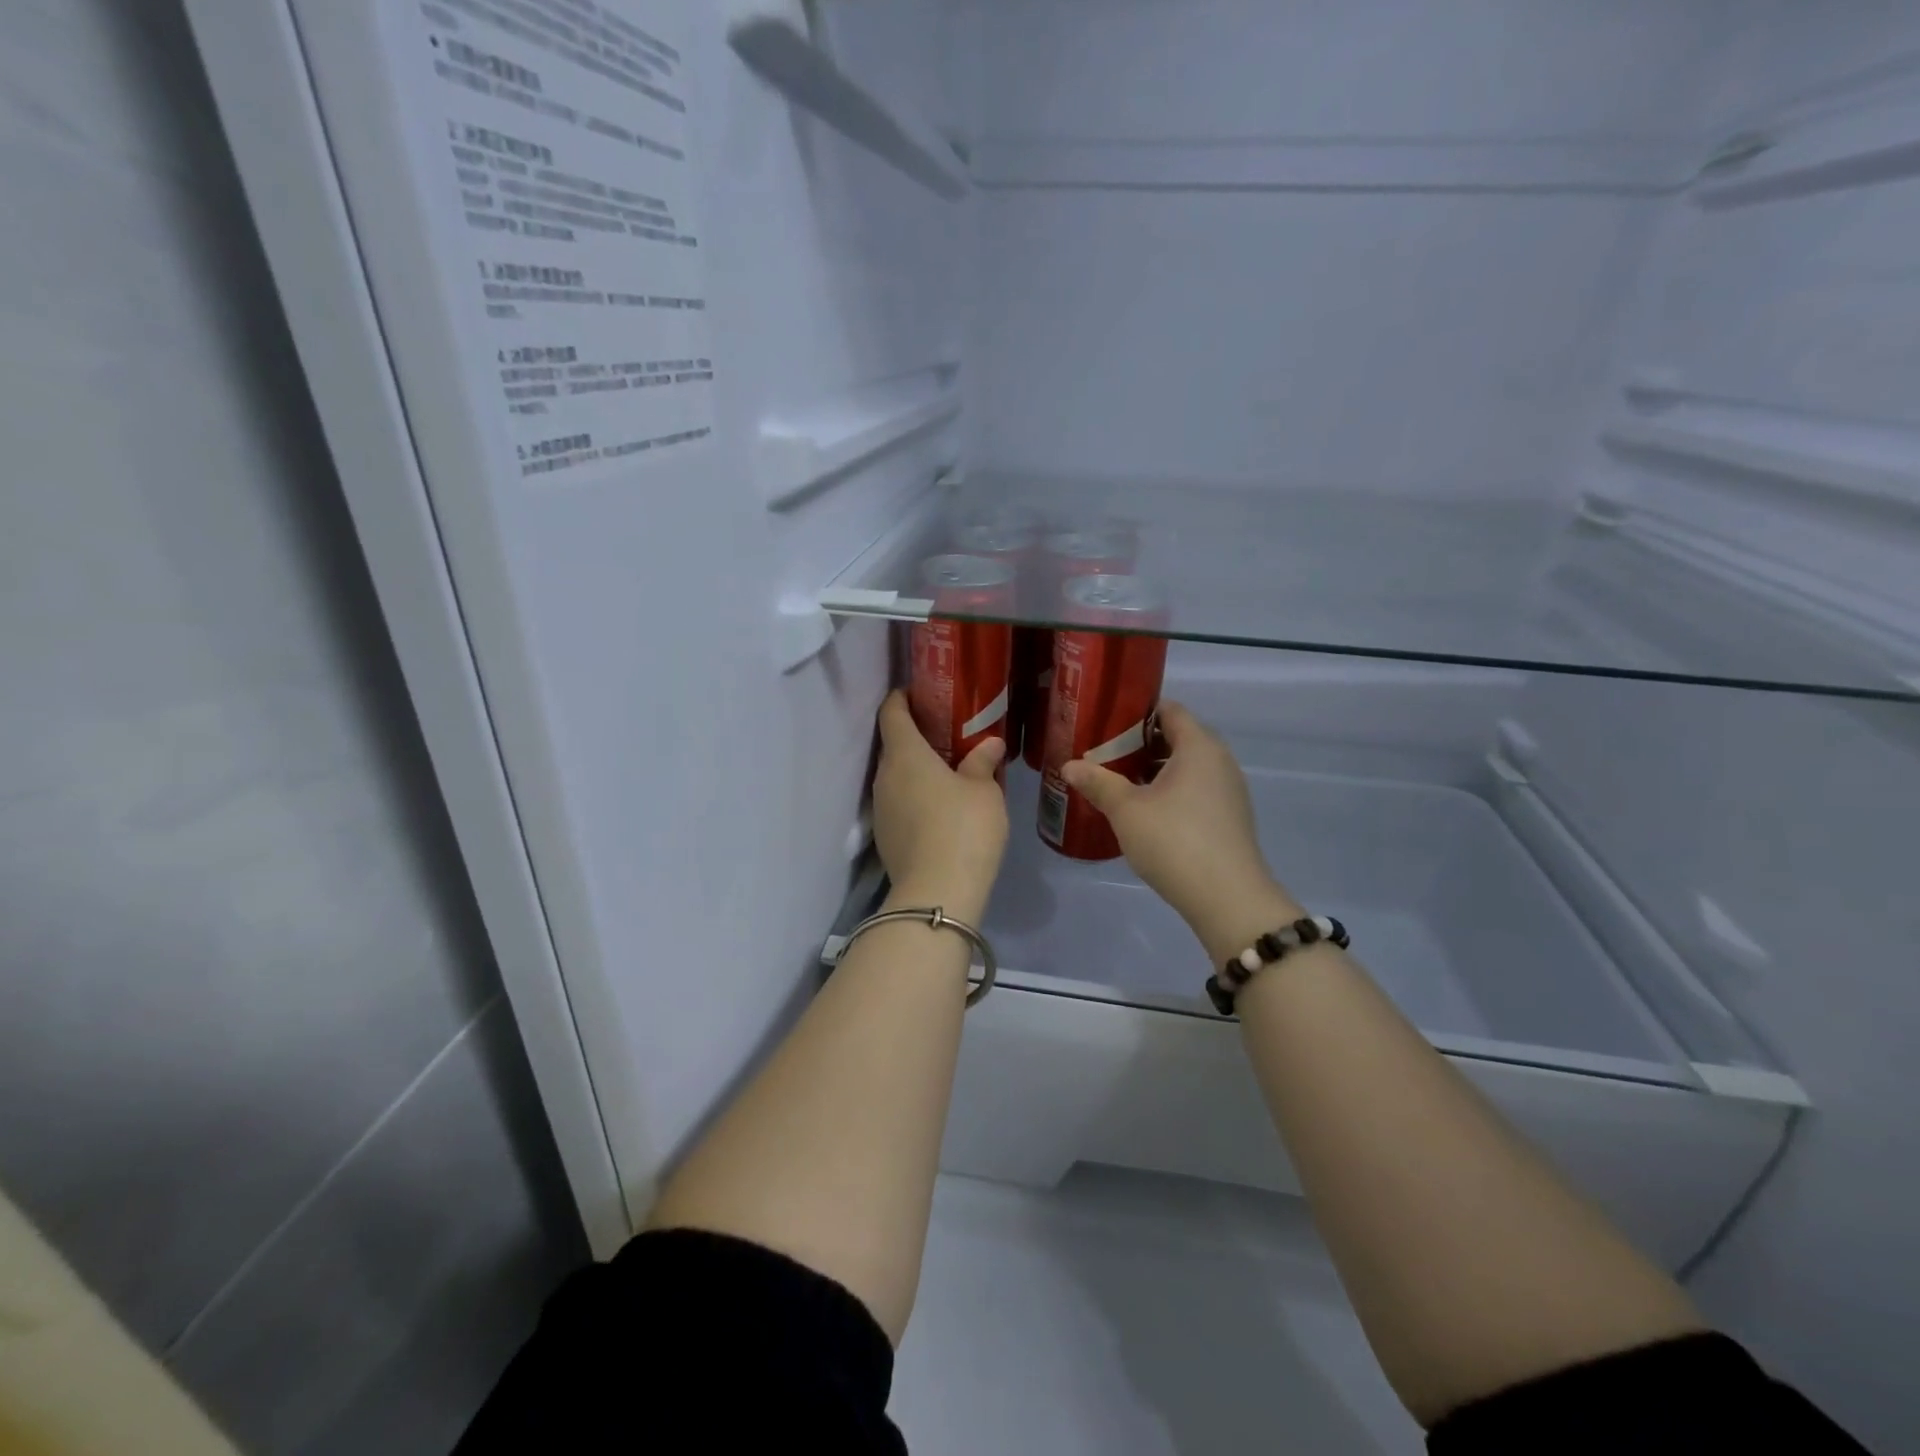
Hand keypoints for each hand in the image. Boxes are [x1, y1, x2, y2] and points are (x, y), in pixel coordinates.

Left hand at [873, 691, 1007, 920]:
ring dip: (914, 770)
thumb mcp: (984, 791)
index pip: (891, 712)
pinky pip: (898, 804)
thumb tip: (990, 744)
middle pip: (892, 745)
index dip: (901, 698)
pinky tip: (939, 808)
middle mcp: (884, 777)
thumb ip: (983, 762)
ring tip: (946, 772)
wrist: (938, 893)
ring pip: (895, 777)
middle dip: (914, 736)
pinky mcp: (885, 837)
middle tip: (946, 734)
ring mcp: (880, 809)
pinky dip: (914, 797)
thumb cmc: (964, 827)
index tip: (918, 693)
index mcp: (905, 754)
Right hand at [1062, 702, 1303, 964]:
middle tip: (1105, 754)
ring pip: (1187, 766)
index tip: (1106, 723)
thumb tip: (1069, 765)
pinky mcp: (1230, 817)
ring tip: (1120, 783)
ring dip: (1155, 770)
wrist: (1228, 898)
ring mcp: (1229, 790)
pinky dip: (1172, 791)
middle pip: (1178, 737)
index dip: (1137, 712)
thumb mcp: (1126, 810)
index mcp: (1198, 746)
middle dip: (1141, 743)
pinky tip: (1146, 812)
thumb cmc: (1174, 841)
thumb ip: (1098, 783)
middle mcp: (1219, 760)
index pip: (1169, 710)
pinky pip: (1196, 789)